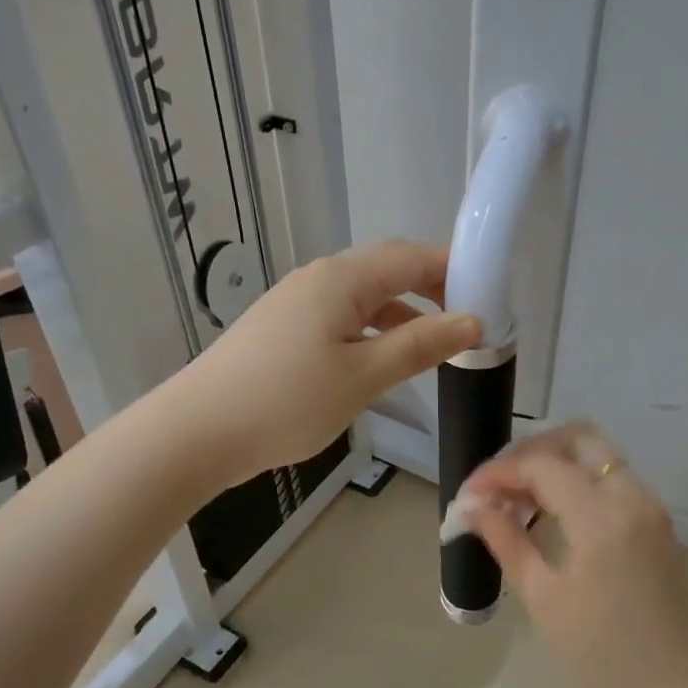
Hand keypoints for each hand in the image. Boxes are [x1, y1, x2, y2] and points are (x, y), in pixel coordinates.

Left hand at [175, 240, 481, 487]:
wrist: (197, 431)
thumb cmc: (287, 401)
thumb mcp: (363, 376)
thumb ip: (419, 345)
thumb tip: (472, 321)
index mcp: (342, 279)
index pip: (412, 256)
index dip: (455, 269)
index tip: (491, 295)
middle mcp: (319, 278)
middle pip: (388, 270)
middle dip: (432, 290)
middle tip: (468, 321)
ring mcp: (297, 301)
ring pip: (364, 296)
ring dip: (402, 314)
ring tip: (436, 345)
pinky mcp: (283, 327)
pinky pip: (341, 316)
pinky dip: (371, 330)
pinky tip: (382, 359)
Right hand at [458, 423, 687, 687]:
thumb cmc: (601, 654)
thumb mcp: (543, 598)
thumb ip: (506, 541)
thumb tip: (471, 508)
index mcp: (603, 517)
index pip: (541, 466)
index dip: (498, 473)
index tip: (467, 495)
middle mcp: (632, 496)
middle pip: (577, 438)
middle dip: (531, 451)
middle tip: (497, 484)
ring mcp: (649, 506)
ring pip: (596, 455)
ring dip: (553, 464)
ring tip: (515, 499)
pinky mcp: (654, 521)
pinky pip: (610, 478)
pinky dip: (576, 480)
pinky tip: (548, 511)